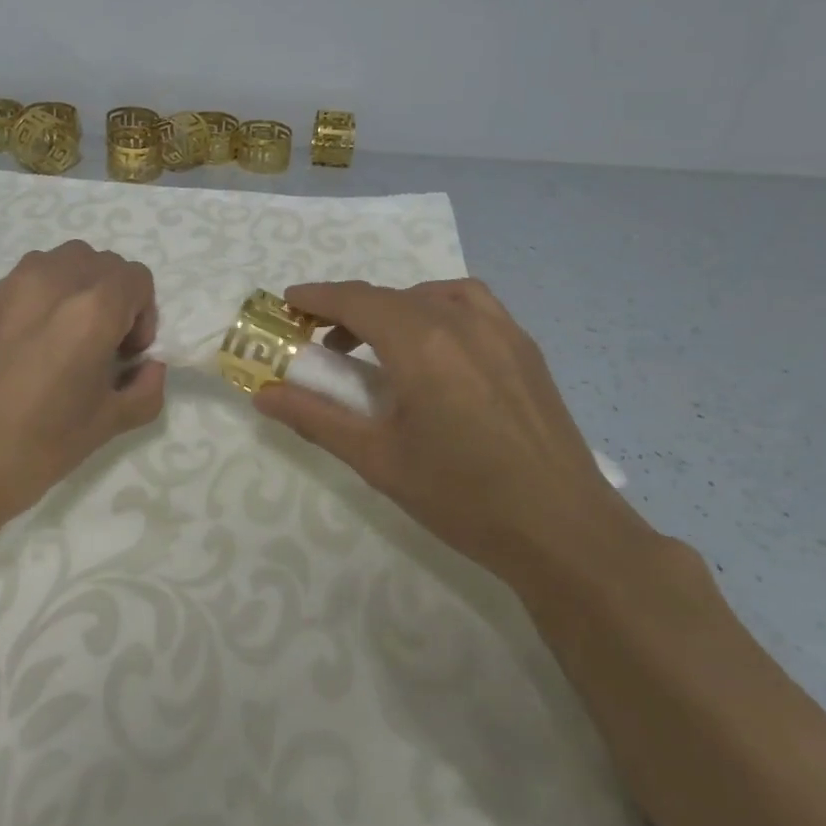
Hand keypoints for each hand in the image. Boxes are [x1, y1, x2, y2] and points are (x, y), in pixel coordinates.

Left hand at [0, 241, 165, 527]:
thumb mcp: (107, 424)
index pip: (137, 279)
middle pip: (104, 263)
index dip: (144, 314)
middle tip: (104, 347)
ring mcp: (16, 283)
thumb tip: (149, 368)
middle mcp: (56, 280)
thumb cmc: (36, 447)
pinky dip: (50, 292)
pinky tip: (37, 341)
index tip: (128, 355)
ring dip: (82, 287)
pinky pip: (34, 274)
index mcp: (92, 308)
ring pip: (68, 260)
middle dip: (116, 298)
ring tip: (71, 336)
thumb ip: (145, 389)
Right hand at [253, 279, 623, 567]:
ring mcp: (499, 328)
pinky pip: (470, 304)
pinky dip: (437, 308)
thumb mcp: (376, 459)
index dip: (317, 296)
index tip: (289, 302)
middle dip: (349, 309)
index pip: (355, 299)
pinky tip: (435, 347)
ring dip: (393, 307)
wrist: (563, 530)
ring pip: (430, 294)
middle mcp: (459, 320)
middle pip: (389, 295)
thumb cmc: (462, 496)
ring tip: (378, 344)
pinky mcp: (524, 346)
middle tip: (322, 340)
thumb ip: (315, 418)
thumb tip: (262, 394)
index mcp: (420, 342)